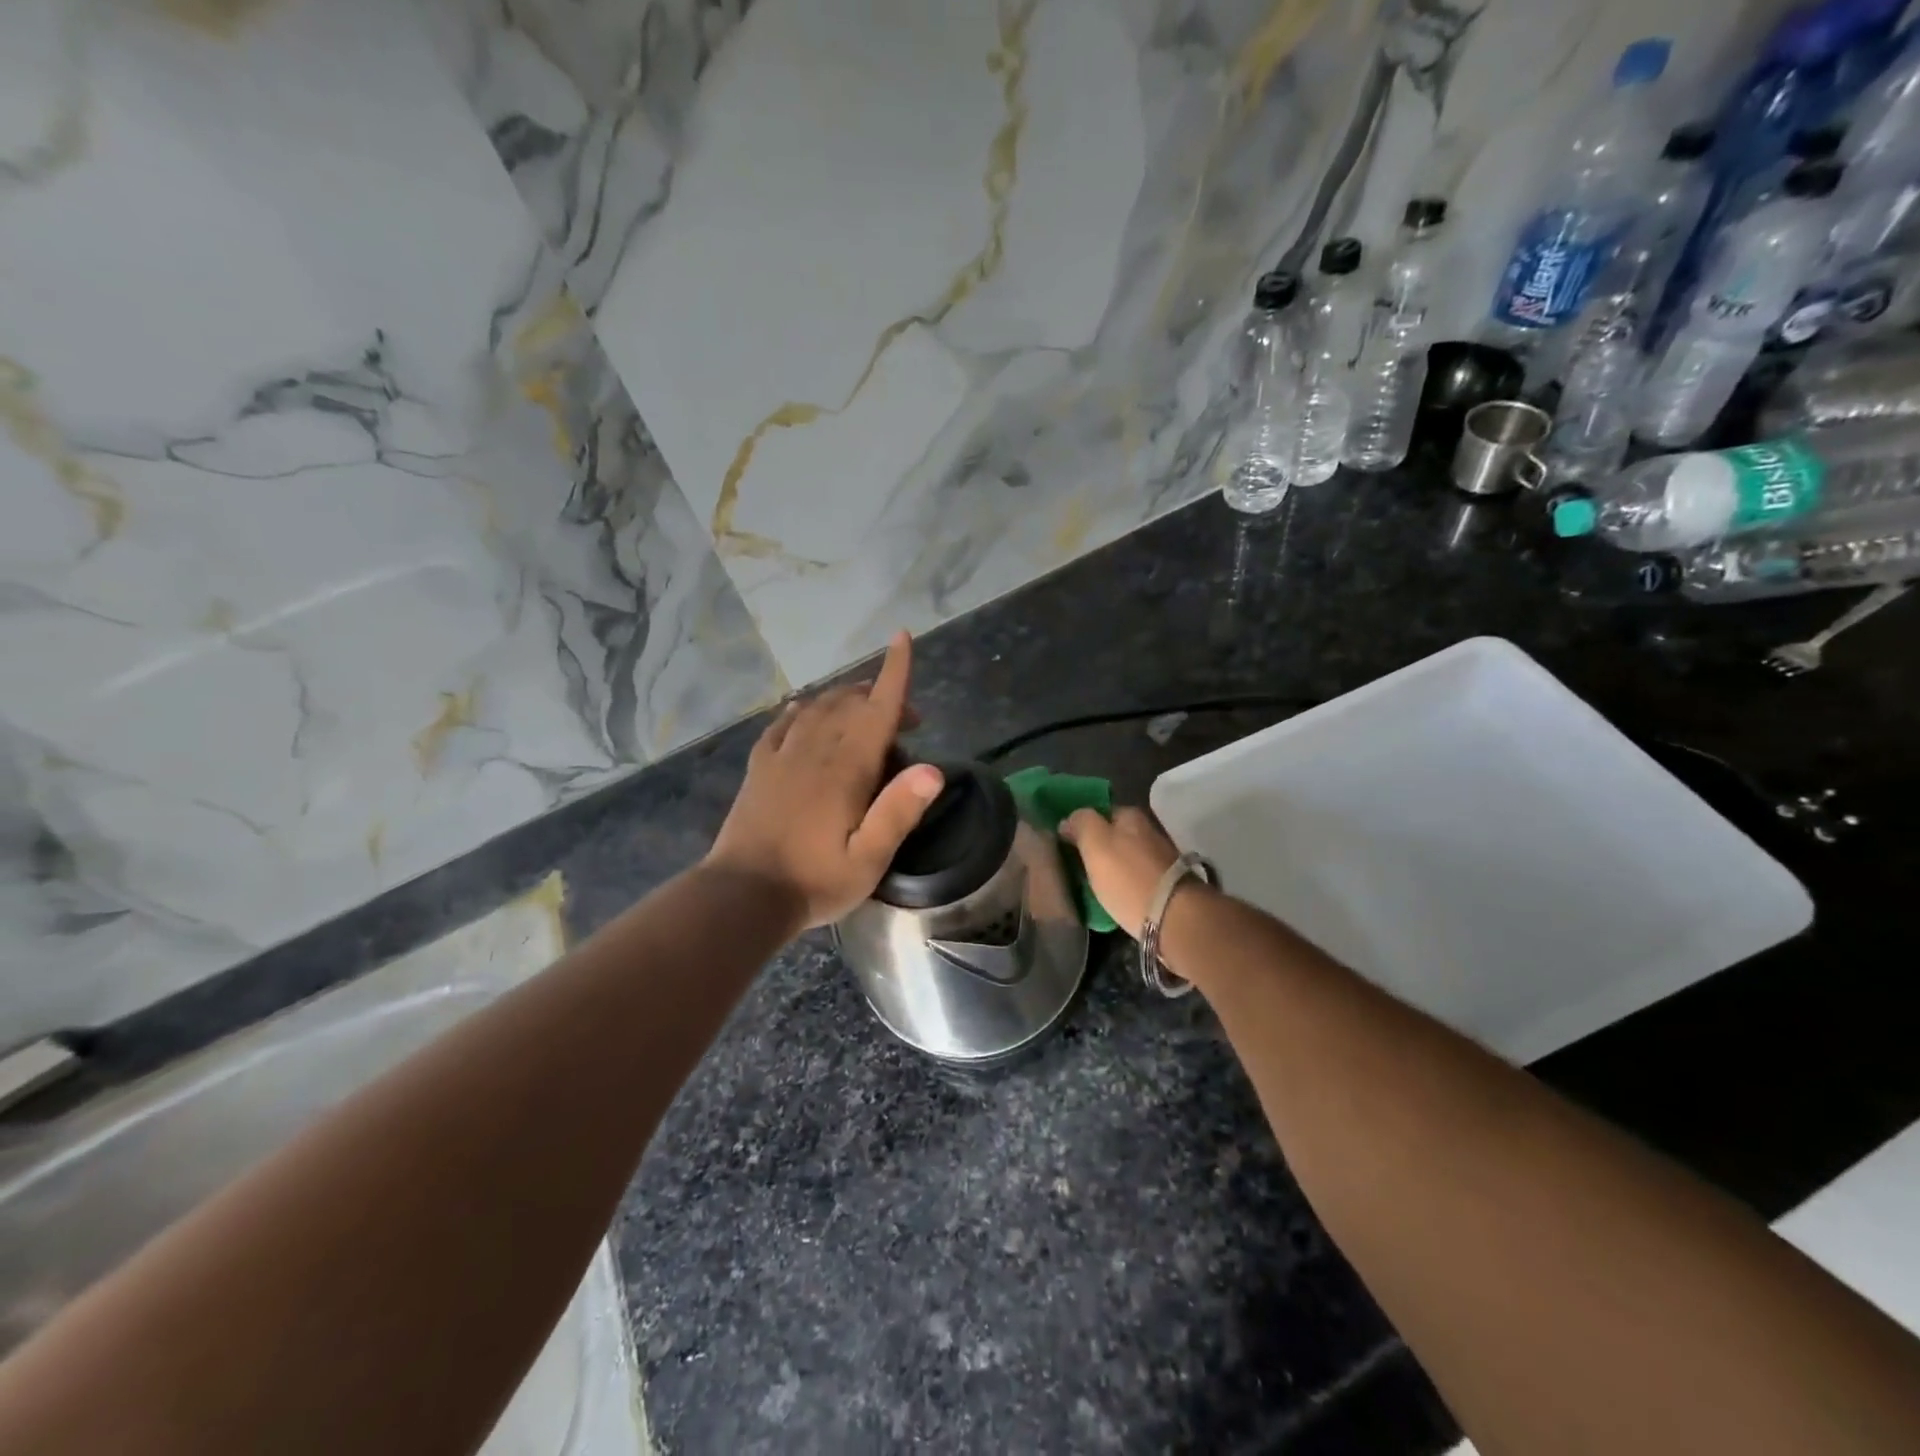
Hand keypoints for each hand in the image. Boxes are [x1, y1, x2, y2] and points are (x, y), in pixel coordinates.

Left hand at [706, 632, 943, 931]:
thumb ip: (899, 812)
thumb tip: (933, 769)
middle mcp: (815, 749)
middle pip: (851, 702)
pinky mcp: (760, 768)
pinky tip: (804, 710)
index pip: (876, 707)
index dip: (894, 672)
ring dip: (846, 699)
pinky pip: (782, 724)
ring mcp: (783, 755)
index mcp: (846, 767)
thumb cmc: (814, 880)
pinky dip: (801, 710)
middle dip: (881, 695)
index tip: (902, 638)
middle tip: (908, 722)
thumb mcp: (869, 859)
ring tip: (865, 710)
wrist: (743, 895)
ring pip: (818, 707)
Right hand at [1060, 806, 1180, 941]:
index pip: (1100, 812)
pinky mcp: (1169, 884)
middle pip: (1116, 835)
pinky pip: (1138, 878)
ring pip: (1127, 856)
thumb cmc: (1128, 878)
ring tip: (1095, 885)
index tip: (1067, 844)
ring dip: (1114, 867)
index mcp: (1130, 816)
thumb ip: (1081, 824)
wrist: (1175, 917)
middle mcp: (1149, 830)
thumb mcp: (1095, 844)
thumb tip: (1069, 819)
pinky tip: (1117, 897)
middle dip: (1099, 847)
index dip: (1082, 826)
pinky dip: (1126, 884)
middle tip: (1078, 866)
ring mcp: (1162, 857)